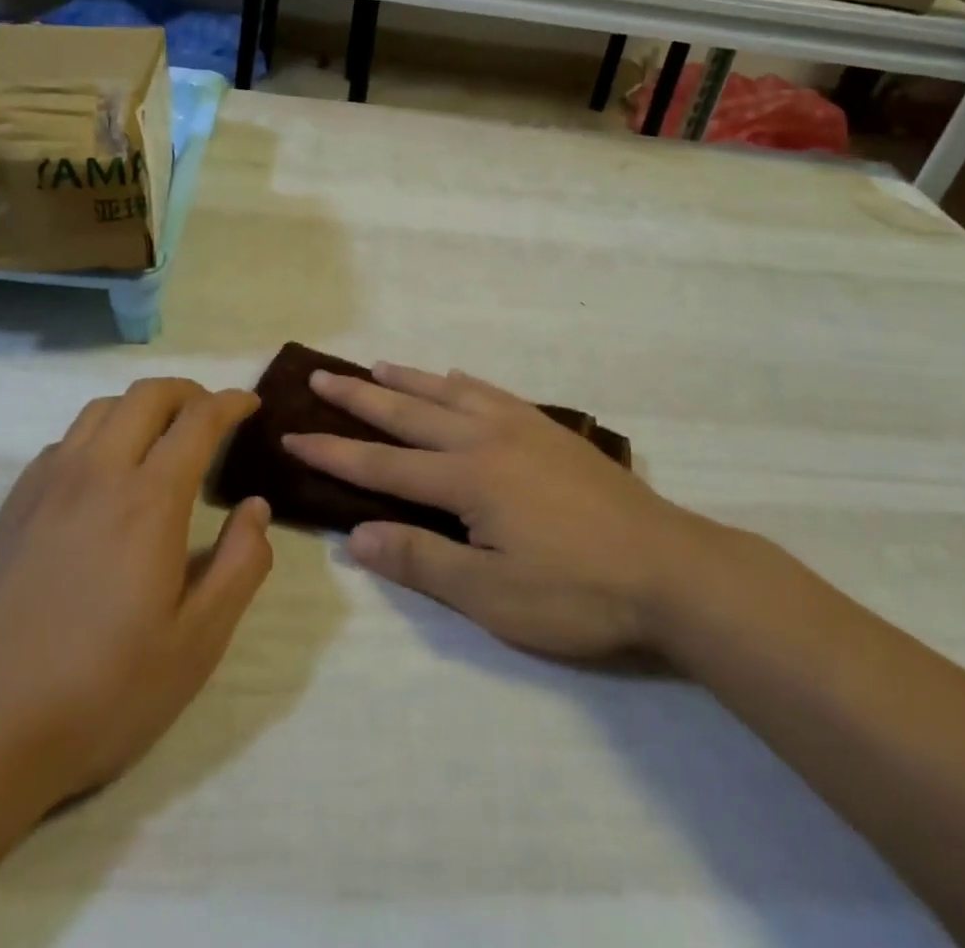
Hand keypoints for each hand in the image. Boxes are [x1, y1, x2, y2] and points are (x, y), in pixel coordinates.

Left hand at [0, 380, 271, 817]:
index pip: (199, 420)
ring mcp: (45, 487)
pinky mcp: (9, 508)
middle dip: (188, 391)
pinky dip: (98, 435)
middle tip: (210, 414)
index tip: (251, 405)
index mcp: (149, 501)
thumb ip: (240, 566)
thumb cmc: (99, 693)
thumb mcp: (196, 643)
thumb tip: (256, 508)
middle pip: (147, 395)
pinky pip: (64, 442)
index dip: (231, 402)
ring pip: (100, 410)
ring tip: (160, 438)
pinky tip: (101, 478)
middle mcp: (97, 474)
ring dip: (140, 407)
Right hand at [285, 365, 731, 660]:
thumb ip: (423, 561)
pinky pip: (493, 392)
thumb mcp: (493, 596)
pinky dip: (464, 382)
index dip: (334, 451)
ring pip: (450, 392)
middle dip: (360, 397)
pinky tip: (458, 377)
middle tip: (322, 377)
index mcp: (467, 478)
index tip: (294, 435)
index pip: (383, 464)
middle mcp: (486, 439)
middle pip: (410, 412)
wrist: (670, 567)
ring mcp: (522, 427)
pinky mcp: (550, 430)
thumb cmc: (578, 592)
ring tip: (377, 367)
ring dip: (409, 380)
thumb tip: (358, 536)